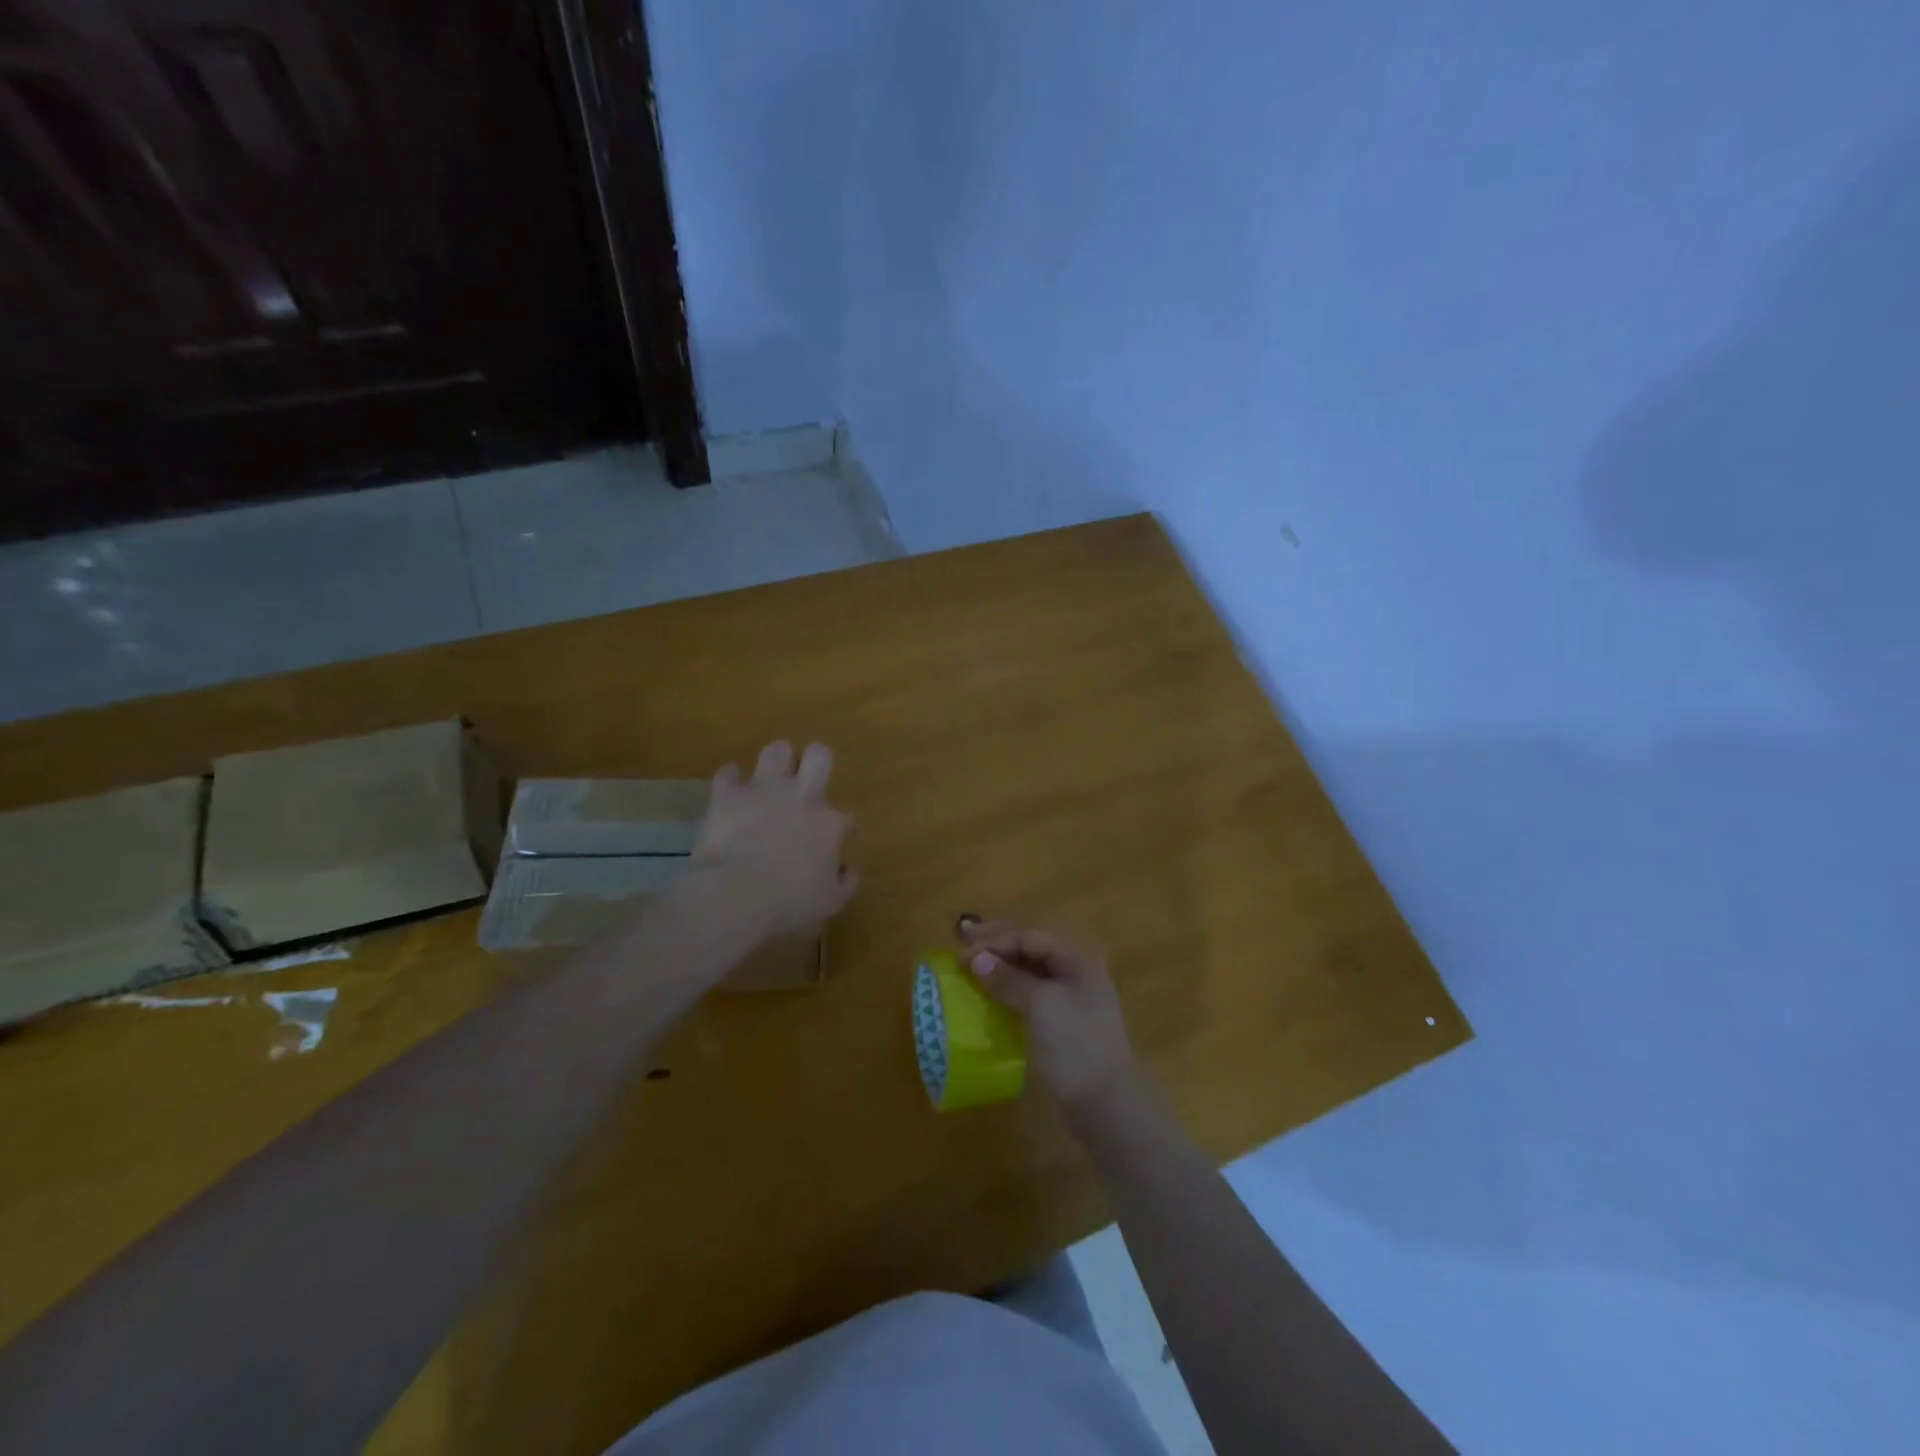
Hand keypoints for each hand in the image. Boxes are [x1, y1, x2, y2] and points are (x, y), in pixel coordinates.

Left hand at [691, 742, 856, 937]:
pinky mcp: (728, 795)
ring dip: (776, 761)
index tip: (831, 843)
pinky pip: (728, 773)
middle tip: (808, 777)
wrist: (736, 894)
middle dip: (816, 760)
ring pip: (776, 751)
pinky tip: (732, 789)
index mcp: (829, 823)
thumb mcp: (830, 901)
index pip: (845, 816)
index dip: (839, 828)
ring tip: (771, 776)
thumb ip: (844, 882)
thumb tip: (847, 870)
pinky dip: (731, 779)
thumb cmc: (789, 902)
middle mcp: (801, 797)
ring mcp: (763, 791)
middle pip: (818, 756)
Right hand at [958, 919, 1137, 1115]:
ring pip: (1031, 970)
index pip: (1030, 936)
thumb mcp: (1041, 1005)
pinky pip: (1032, 993)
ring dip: (1002, 966)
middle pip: (1031, 947)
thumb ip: (1009, 979)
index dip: (995, 940)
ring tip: (973, 967)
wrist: (1106, 1103)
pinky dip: (1009, 989)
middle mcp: (1076, 970)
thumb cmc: (1075, 1045)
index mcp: (1077, 958)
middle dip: (997, 944)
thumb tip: (977, 959)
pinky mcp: (1064, 1021)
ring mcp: (1072, 997)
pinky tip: (991, 994)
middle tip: (963, 944)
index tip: (962, 951)